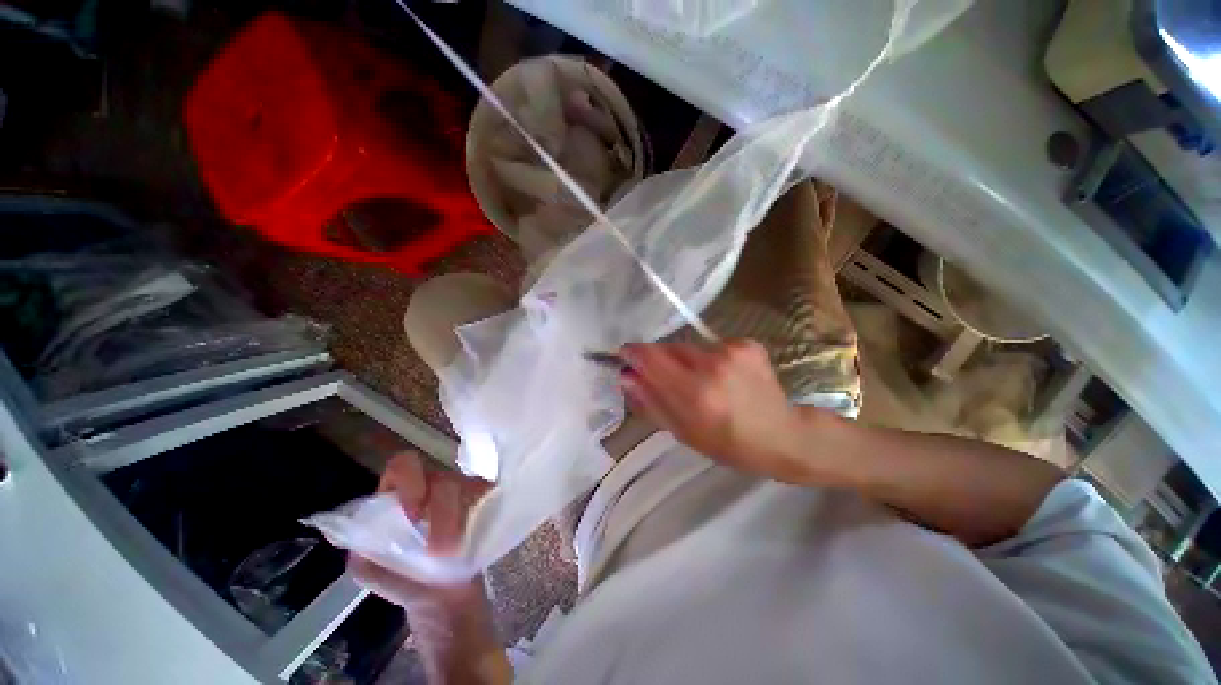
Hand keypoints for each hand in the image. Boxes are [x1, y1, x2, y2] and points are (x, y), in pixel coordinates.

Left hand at [348, 451, 490, 614]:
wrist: (442, 599)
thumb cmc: (404, 579)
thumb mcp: (369, 568)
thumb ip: (362, 543)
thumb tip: (360, 529)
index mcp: (401, 491)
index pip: (404, 465)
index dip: (409, 482)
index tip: (412, 515)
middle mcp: (434, 483)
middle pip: (442, 478)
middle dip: (441, 512)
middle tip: (438, 549)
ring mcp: (464, 489)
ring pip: (466, 487)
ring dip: (457, 522)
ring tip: (452, 554)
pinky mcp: (486, 499)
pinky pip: (486, 494)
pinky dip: (479, 512)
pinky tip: (472, 536)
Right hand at [619, 340, 819, 482]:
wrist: (783, 435)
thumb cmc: (728, 444)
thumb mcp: (682, 432)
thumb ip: (650, 401)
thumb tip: (625, 376)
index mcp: (695, 394)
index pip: (650, 357)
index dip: (633, 353)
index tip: (625, 356)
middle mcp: (713, 365)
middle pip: (668, 348)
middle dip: (660, 360)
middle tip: (670, 380)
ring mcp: (733, 351)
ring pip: (689, 346)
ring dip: (685, 360)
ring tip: (702, 381)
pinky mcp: (747, 343)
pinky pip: (711, 345)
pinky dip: (709, 358)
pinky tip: (723, 376)